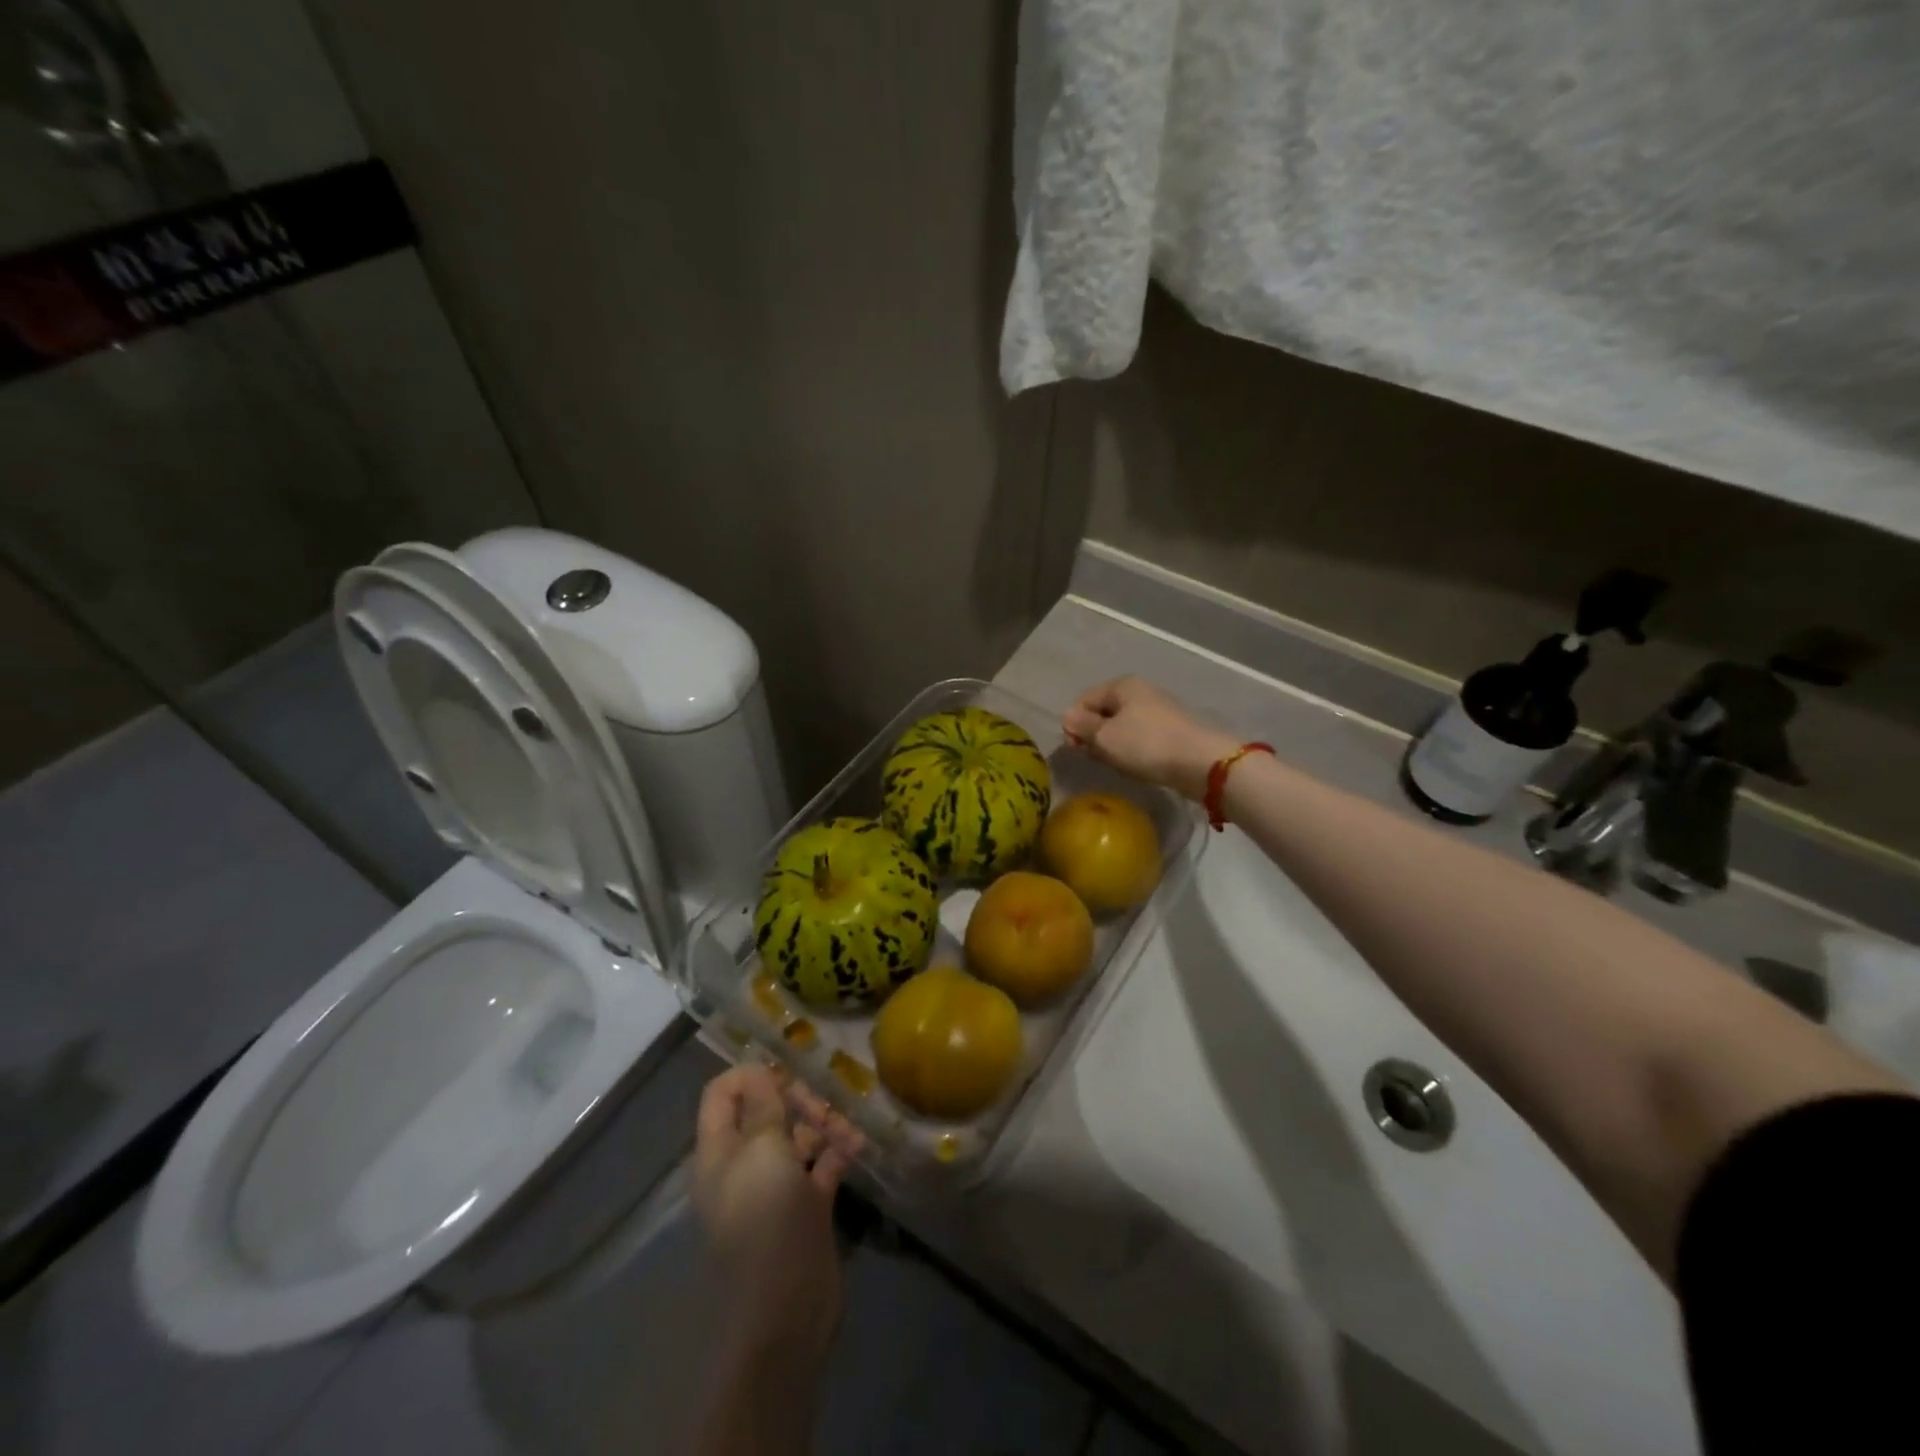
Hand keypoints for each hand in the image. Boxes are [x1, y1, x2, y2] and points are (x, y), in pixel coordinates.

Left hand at [693, 1066, 861, 1361]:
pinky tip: (859, 1146)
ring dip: (825, 1123)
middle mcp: (745, 1163)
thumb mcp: (762, 1151)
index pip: (722, 1094)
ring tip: (849, 1131)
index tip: (786, 1070)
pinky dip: (840, 1150)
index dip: (751, 1075)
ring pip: (799, 1135)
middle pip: (767, 1110)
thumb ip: (763, 1106)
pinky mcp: (806, 1205)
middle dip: (797, 1099)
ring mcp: (777, 1185)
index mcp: (721, 1150)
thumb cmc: (765, 1219)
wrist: (786, 1309)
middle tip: (823, 1107)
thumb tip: (758, 1070)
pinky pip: (823, 1163)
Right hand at [1063, 677, 1240, 801]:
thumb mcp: (1105, 736)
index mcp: (1121, 685)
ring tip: (1116, 764)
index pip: (1083, 700)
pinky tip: (1135, 765)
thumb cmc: (1146, 744)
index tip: (1075, 748)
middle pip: (1103, 713)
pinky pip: (1139, 738)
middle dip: (1093, 735)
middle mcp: (1140, 692)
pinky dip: (1131, 751)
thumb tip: (1068, 717)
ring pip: (1121, 727)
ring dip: (1112, 746)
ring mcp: (1157, 711)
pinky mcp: (1170, 731)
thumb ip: (1082, 726)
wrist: (1201, 762)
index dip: (1073, 723)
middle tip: (1094, 758)